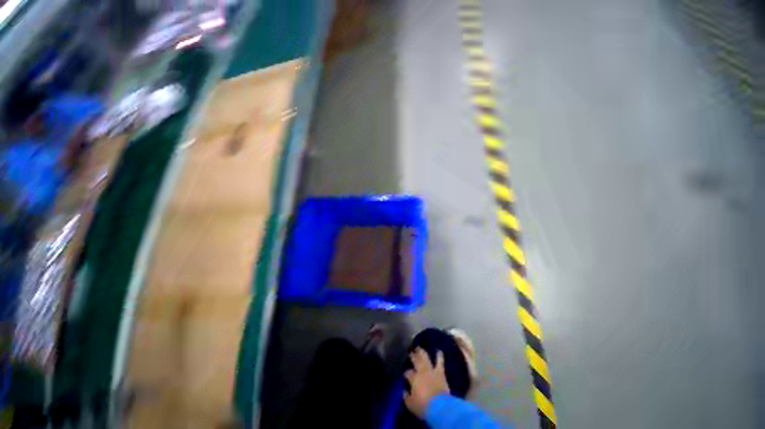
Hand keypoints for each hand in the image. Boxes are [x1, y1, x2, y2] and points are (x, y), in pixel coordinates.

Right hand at [403, 348, 450, 418]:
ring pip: (425, 357)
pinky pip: (440, 362)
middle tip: (410, 351)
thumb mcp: (410, 404)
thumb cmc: (423, 406)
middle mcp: (421, 371)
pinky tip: (439, 351)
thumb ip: (406, 396)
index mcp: (413, 378)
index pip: (408, 373)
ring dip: (422, 352)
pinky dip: (439, 356)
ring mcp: (431, 370)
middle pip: (415, 360)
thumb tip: (404, 391)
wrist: (440, 407)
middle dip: (412, 355)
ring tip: (419, 348)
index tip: (405, 374)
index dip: (406, 373)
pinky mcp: (440, 372)